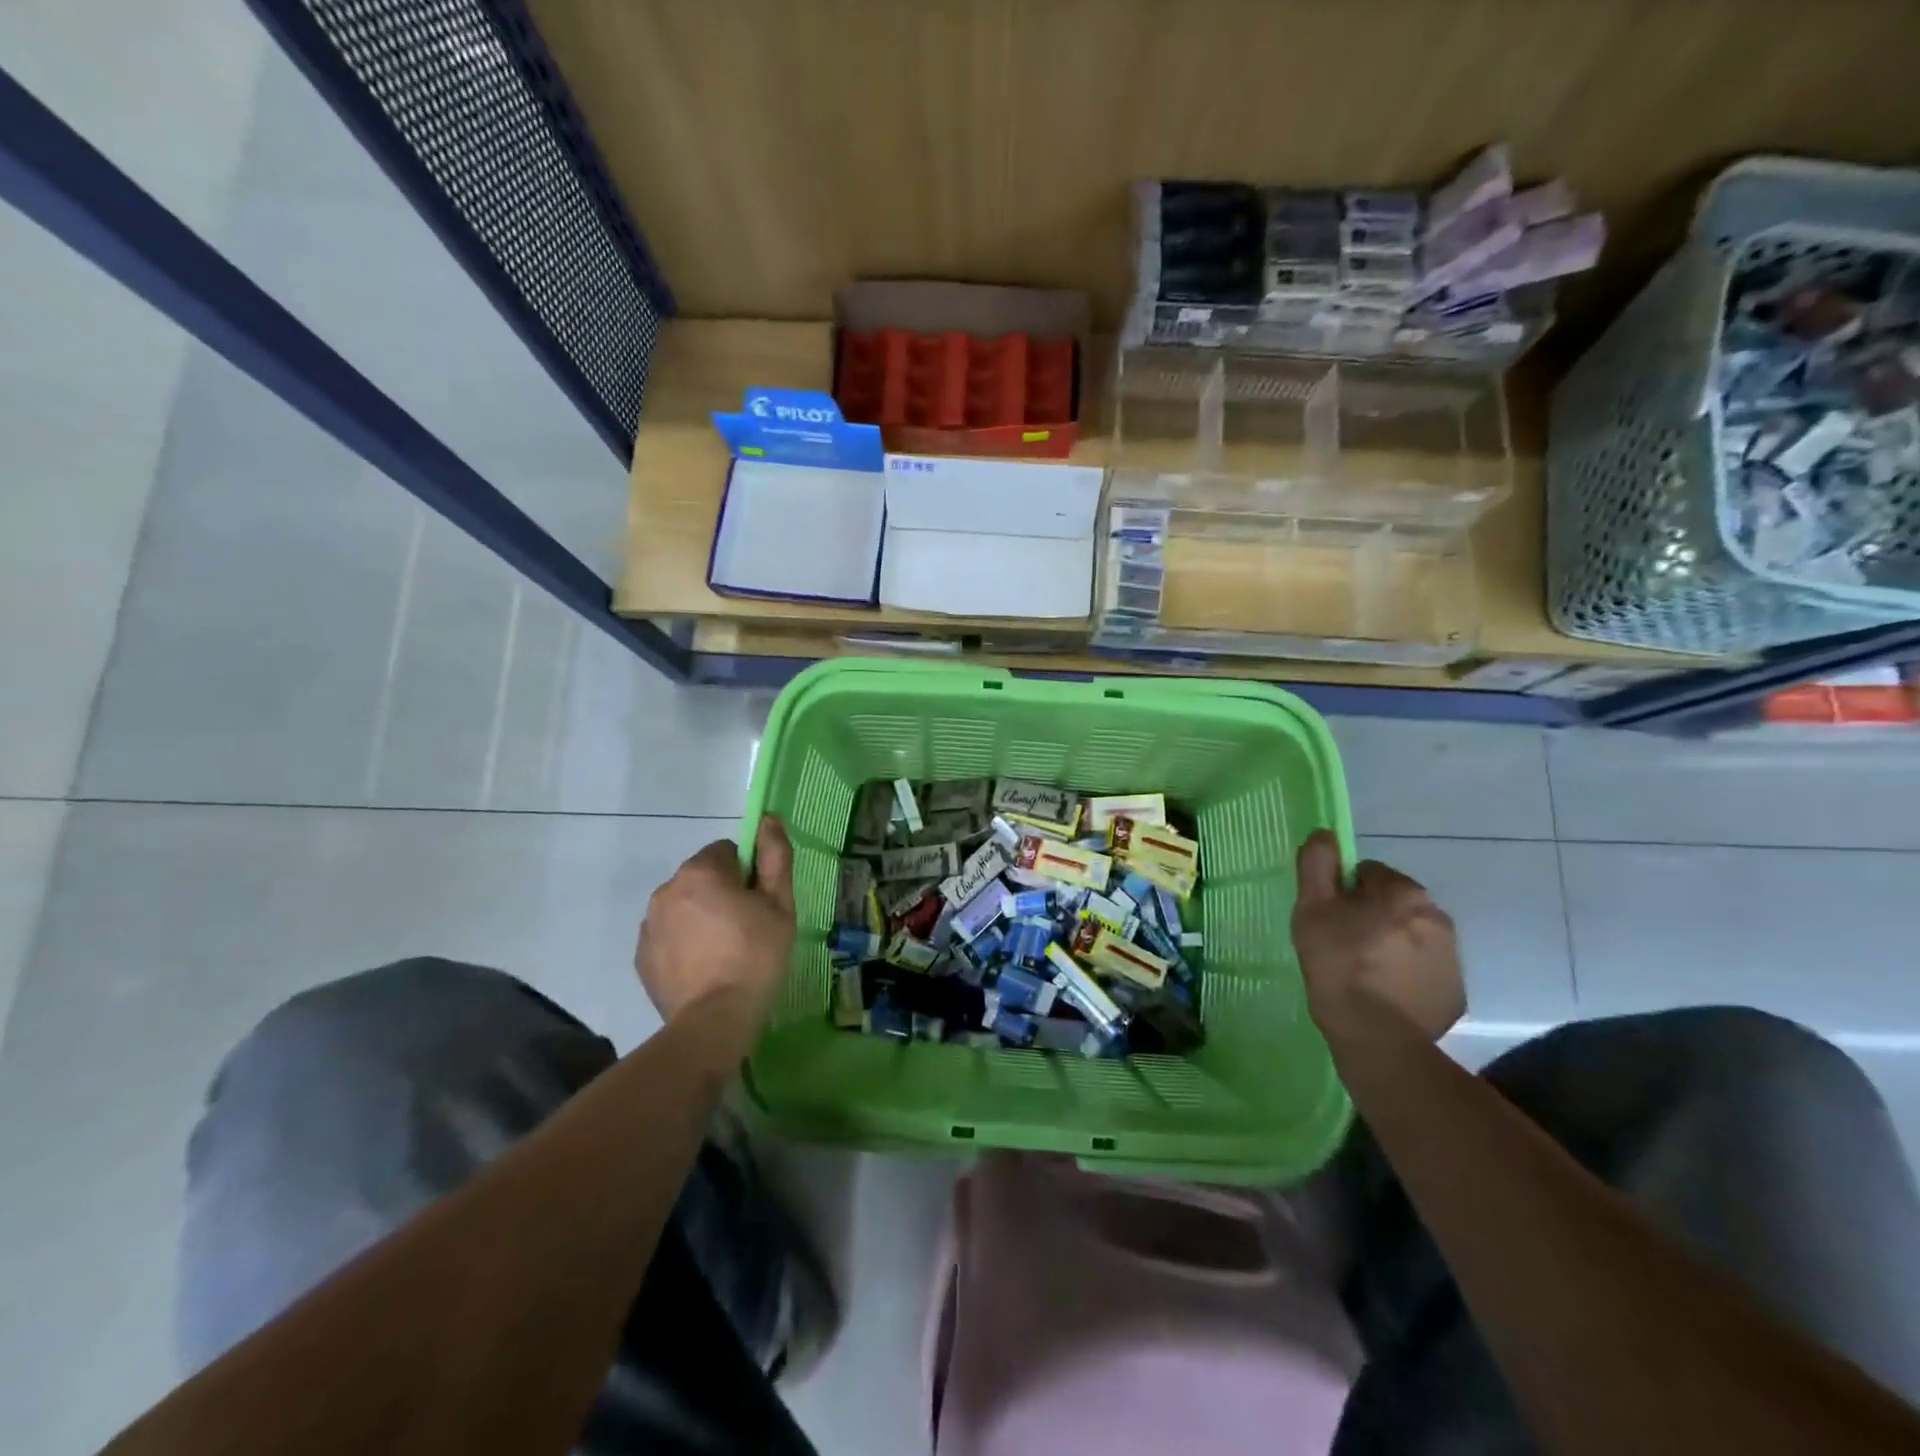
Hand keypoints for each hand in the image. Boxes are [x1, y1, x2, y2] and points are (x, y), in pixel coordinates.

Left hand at [636, 816, 796, 1025]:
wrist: (714, 1021)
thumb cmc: (755, 956)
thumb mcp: (780, 904)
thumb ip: (775, 856)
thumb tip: (769, 819)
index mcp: (700, 872)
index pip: (727, 851)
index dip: (748, 873)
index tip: (759, 902)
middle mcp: (666, 890)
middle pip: (702, 878)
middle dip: (722, 894)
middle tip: (747, 928)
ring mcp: (649, 925)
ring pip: (683, 907)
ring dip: (701, 918)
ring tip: (724, 953)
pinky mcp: (641, 957)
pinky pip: (668, 936)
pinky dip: (684, 944)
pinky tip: (704, 969)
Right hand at [1291, 829, 1464, 1044]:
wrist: (1376, 1036)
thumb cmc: (1337, 964)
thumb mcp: (1312, 908)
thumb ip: (1317, 864)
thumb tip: (1324, 833)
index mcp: (1404, 893)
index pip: (1368, 874)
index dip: (1343, 891)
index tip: (1329, 917)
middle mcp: (1438, 918)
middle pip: (1394, 904)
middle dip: (1371, 916)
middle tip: (1342, 943)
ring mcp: (1452, 959)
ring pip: (1411, 936)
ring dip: (1390, 944)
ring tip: (1362, 972)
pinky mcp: (1455, 994)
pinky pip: (1423, 970)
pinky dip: (1405, 974)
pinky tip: (1383, 993)